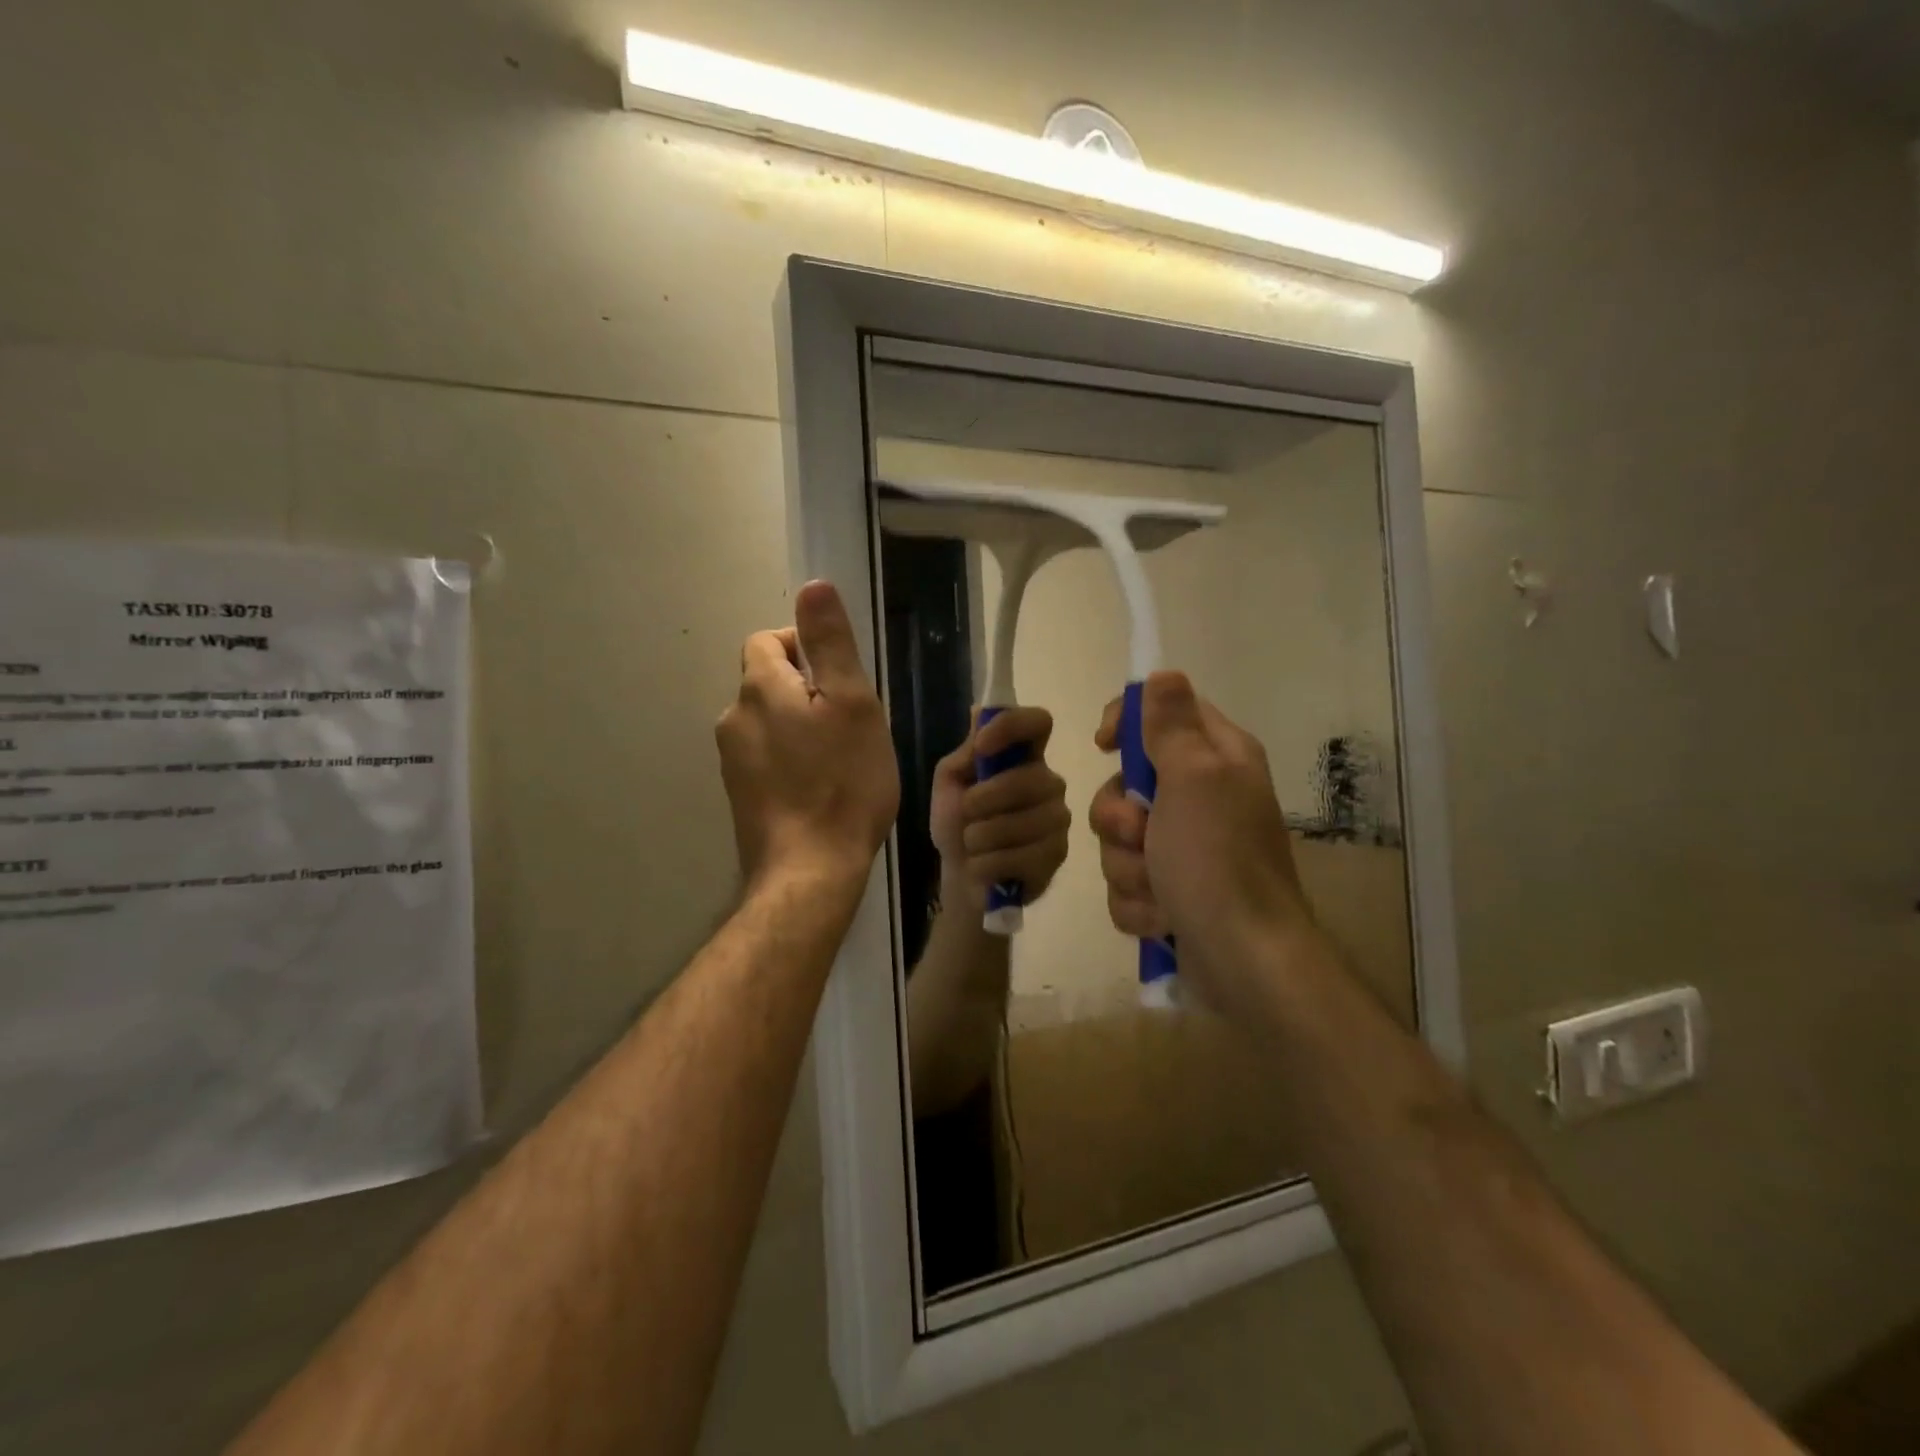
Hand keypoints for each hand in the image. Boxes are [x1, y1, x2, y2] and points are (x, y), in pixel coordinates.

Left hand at [717, 581, 899, 892]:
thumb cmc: (843, 783)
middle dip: (808, 690)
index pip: (768, 640)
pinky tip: (820, 788)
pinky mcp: (740, 796)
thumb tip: (813, 585)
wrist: (810, 871)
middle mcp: (734, 718)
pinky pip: (767, 757)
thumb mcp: (852, 703)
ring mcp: (732, 762)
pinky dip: (791, 759)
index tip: (841, 680)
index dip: (805, 648)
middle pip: (769, 682)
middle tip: (851, 724)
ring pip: (770, 722)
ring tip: (840, 759)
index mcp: (759, 688)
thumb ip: (830, 643)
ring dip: (801, 726)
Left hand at [929, 707, 1070, 914]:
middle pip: (1029, 778)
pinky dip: (988, 864)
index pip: (1038, 722)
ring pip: (1023, 822)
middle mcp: (1049, 782)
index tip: (982, 746)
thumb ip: (967, 752)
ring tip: (972, 845)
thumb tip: (979, 710)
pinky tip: (984, 867)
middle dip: (985, 799)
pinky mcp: (1058, 854)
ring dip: (981, 837)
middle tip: (966, 815)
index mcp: (1023, 757)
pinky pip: (1022, 856)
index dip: (1012, 727)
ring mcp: (1058, 819)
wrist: (961, 877)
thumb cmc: (957, 824)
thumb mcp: (950, 784)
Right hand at [1089, 673, 1311, 1010]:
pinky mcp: (1171, 892)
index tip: (1104, 744)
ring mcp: (1185, 849)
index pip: (1163, 714)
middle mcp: (1202, 799)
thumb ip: (1171, 725)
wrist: (1243, 961)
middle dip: (1119, 818)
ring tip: (1159, 890)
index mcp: (1217, 760)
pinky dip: (1138, 902)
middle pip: (1126, 785)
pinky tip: (1162, 918)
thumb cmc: (1217, 860)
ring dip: (1127, 867)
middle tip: (1140, 836)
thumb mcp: (1193, 778)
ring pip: (1119, 840)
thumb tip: (1163, 673)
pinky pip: (1127, 883)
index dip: (1128, 723)